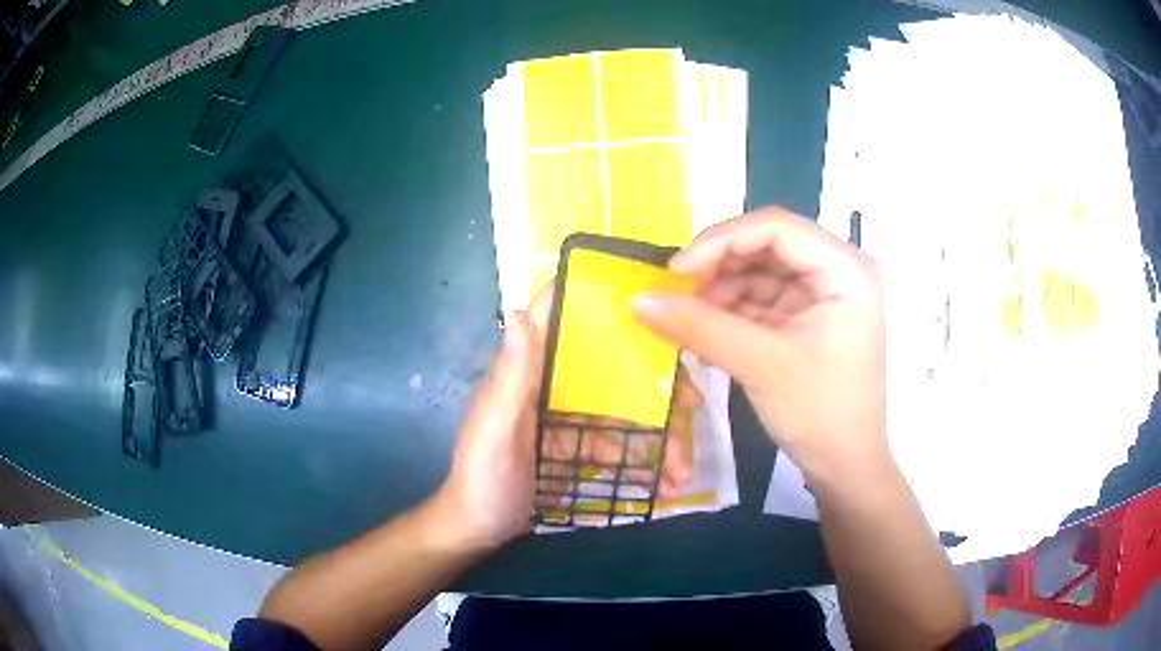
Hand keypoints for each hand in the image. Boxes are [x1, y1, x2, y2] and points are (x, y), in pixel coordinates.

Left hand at [435, 284, 696, 550]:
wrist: (481, 529)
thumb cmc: (481, 477)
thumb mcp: (493, 429)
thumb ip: (511, 376)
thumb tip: (520, 309)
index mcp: (530, 370)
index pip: (564, 319)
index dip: (604, 303)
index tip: (654, 305)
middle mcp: (554, 385)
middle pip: (613, 368)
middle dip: (657, 384)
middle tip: (694, 405)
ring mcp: (571, 417)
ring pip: (626, 411)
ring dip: (660, 437)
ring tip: (684, 471)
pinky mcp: (581, 447)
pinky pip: (622, 446)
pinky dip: (646, 462)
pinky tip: (667, 484)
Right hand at [633, 207, 888, 481]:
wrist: (845, 466)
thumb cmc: (821, 414)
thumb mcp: (761, 365)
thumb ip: (700, 327)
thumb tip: (638, 299)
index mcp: (846, 269)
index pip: (777, 228)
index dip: (722, 241)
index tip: (676, 272)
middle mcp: (838, 270)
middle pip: (767, 246)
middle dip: (719, 267)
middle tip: (675, 293)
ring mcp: (824, 294)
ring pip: (761, 272)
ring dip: (721, 291)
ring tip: (685, 318)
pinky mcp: (809, 317)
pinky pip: (763, 299)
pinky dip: (732, 311)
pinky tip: (704, 330)